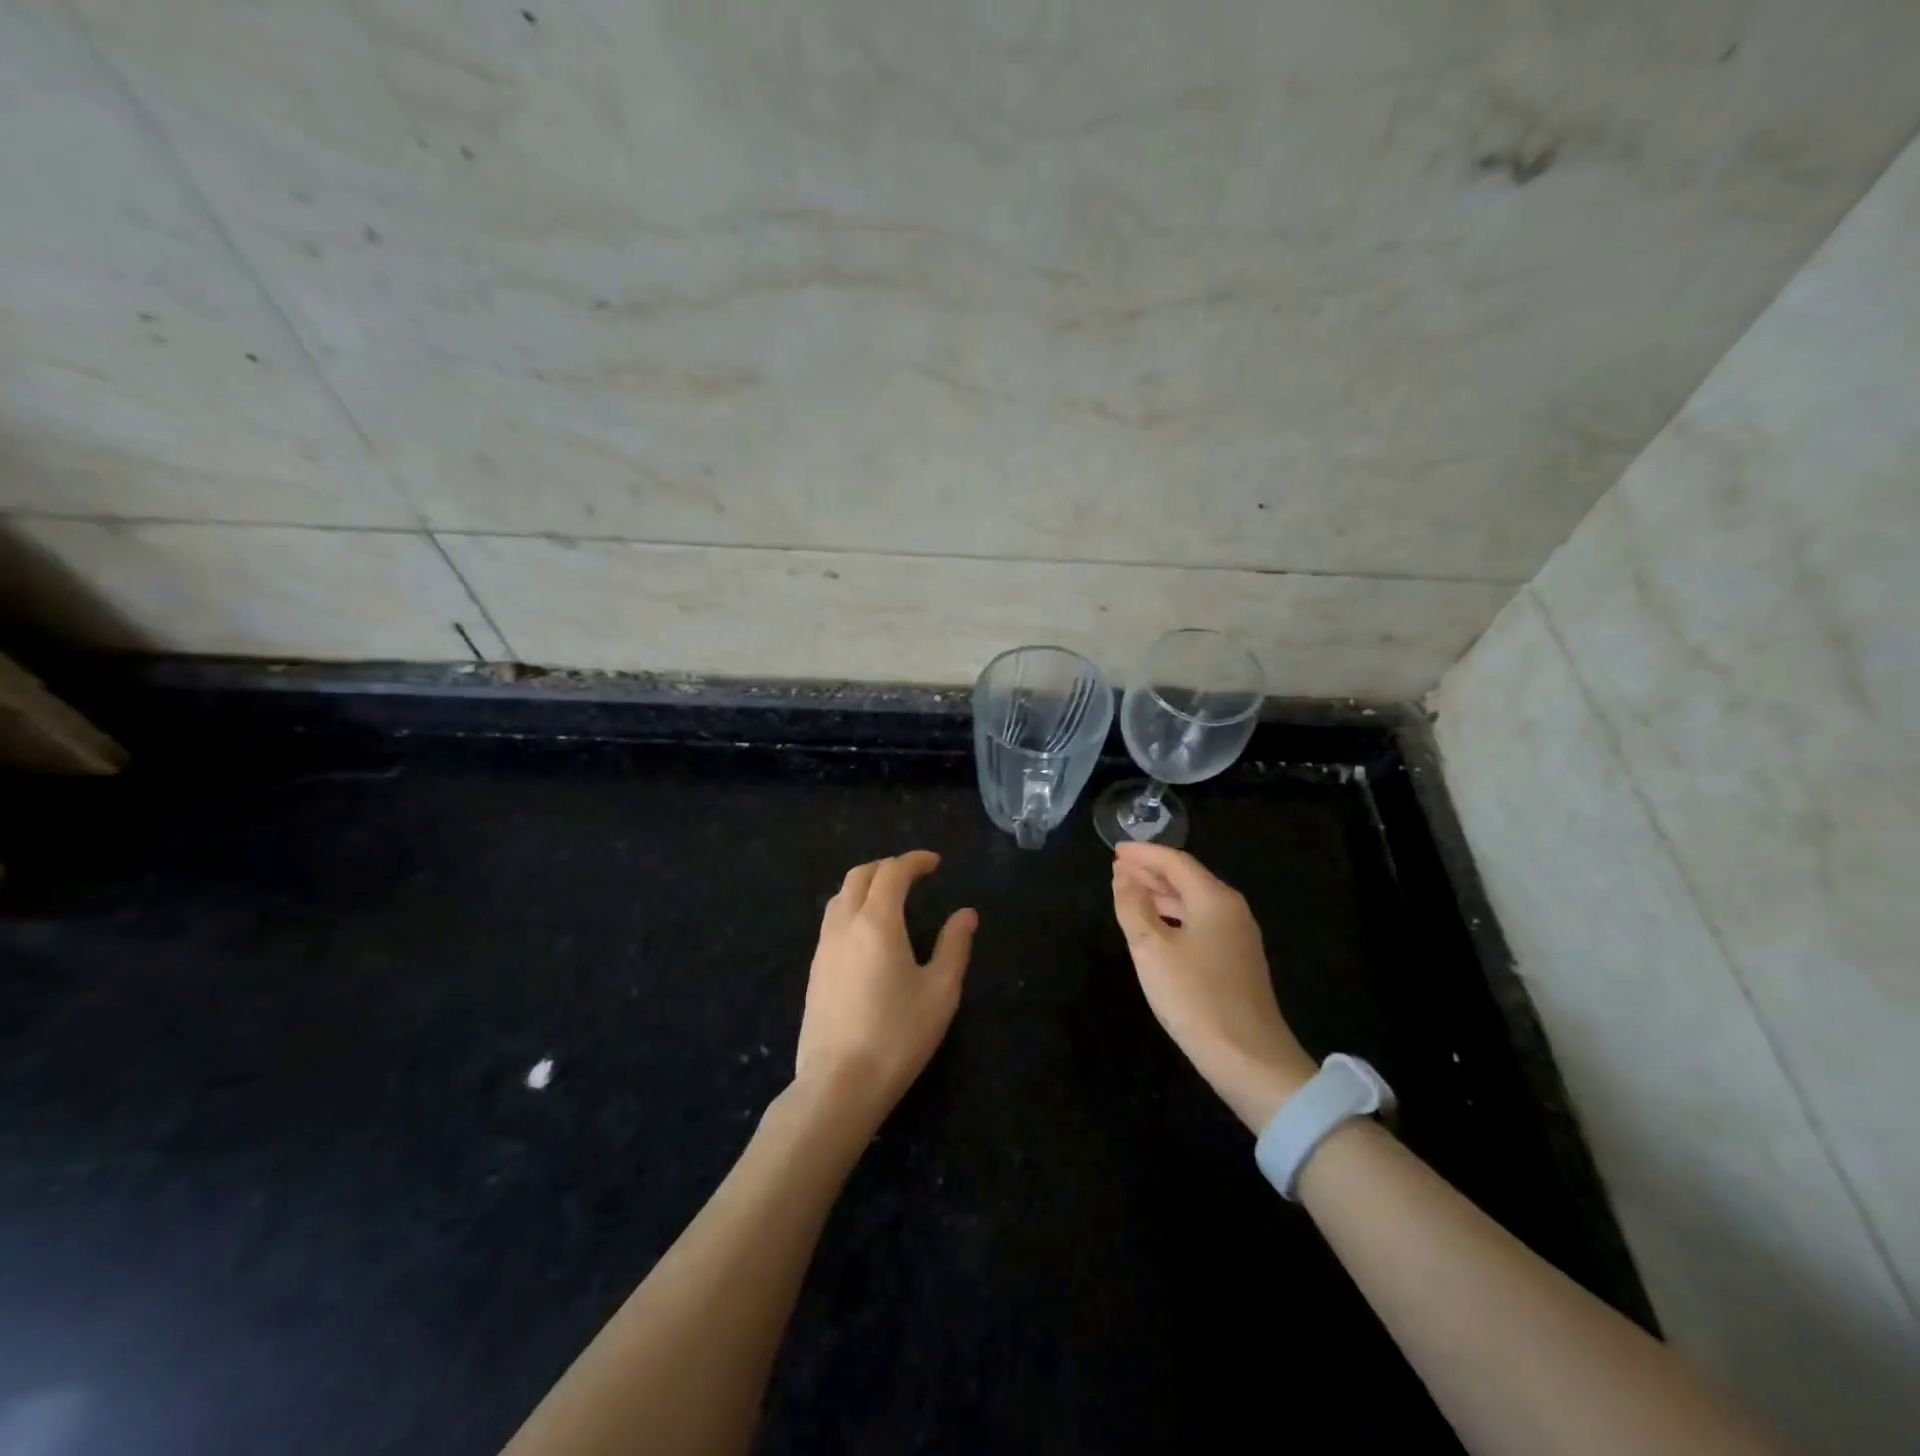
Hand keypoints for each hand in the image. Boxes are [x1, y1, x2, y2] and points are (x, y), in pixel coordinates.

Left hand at [793, 851, 975, 1133]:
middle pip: (860, 876)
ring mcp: (823, 947)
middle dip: (888, 867)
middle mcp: (844, 924)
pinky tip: (867, 933)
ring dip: (865, 885)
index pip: (893, 872)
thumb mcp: (940, 991)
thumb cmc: (897, 1036)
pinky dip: (851, 907)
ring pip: (840, 896)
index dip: (915, 861)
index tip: (935, 864)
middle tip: (913, 876)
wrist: (839, 1084)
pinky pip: (831, 920)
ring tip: (890, 898)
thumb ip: (955, 946)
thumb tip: (966, 914)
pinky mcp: (814, 969)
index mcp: (877, 922)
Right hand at [1111, 843, 1316, 1132]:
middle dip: (1151, 871)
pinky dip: (1174, 916)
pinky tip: (1156, 928)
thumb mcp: (1151, 950)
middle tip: (1117, 869)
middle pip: (1187, 878)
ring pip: (1194, 902)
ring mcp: (1238, 937)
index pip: (1175, 862)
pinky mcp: (1237, 961)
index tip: (1115, 850)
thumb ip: (1133, 907)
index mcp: (1214, 899)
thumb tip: (1123, 877)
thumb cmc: (1195, 998)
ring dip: (1161, 894)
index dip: (1143, 854)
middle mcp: (1231, 910)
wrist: (1250, 1059)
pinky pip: (1200, 922)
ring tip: (1129, 892)